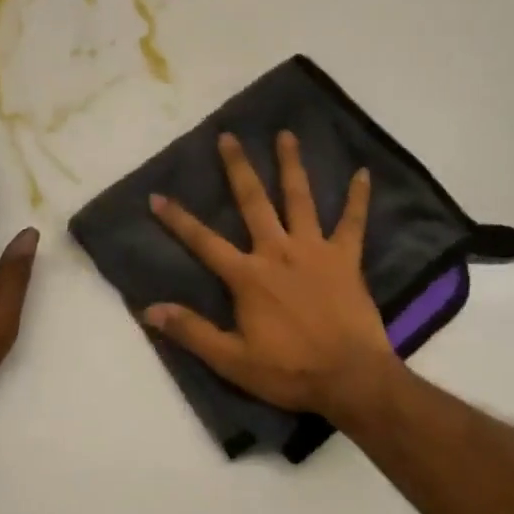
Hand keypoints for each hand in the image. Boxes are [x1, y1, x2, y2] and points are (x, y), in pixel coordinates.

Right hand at [145, 131, 401, 421]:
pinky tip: (364, 172)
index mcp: (248, 276)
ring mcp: (314, 250)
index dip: (178, 220)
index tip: (157, 196)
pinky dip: (358, 197)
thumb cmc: (290, 371)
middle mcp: (277, 251)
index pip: (204, 242)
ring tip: (286, 135)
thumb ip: (192, 332)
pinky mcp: (346, 258)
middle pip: (253, 202)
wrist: (350, 378)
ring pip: (299, 199)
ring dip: (291, 165)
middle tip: (229, 136)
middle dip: (238, 168)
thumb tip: (150, 309)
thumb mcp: (232, 360)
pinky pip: (352, 222)